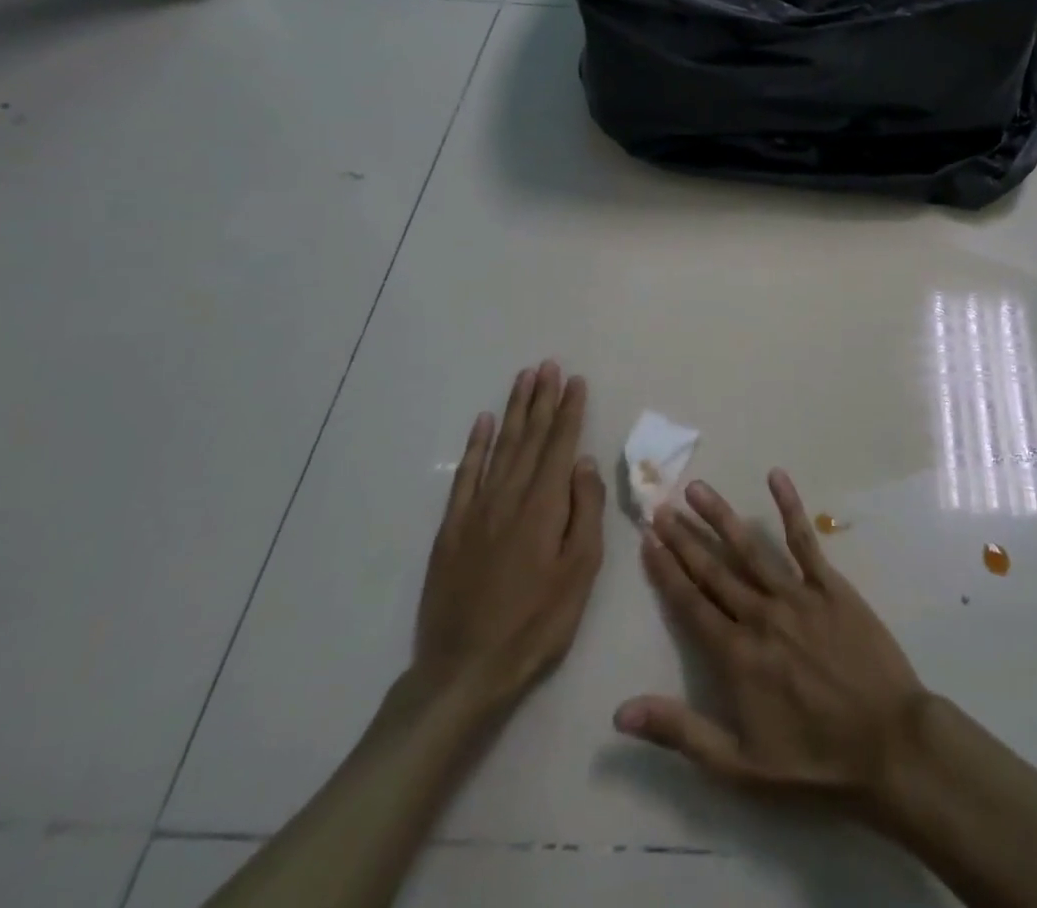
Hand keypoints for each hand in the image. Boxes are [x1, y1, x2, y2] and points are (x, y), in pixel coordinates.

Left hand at [412, 361, 604, 719]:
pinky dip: (475, 446)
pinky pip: (465, 475)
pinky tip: (483, 423)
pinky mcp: (451, 529)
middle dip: (542, 399)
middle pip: (529, 437)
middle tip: (549, 366)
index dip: (569, 410)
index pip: (560, 444)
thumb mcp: (579, 571)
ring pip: (499, 447)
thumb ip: (584, 511)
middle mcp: (509, 496)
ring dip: (513, 410)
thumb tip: (584, 462)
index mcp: (544, 505)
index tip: (576, 380)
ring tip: (524, 379)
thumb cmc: (536, 623)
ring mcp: (476, 510)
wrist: (465, 670)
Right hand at [614, 469, 929, 811]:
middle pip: (714, 569)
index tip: (647, 539)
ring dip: (721, 517)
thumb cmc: (813, 761)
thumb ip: (680, 732)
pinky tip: (776, 476)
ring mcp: (797, 595)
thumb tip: (620, 712)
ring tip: (697, 489)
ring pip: (750, 548)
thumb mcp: (739, 765)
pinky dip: (789, 507)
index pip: (690, 603)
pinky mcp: (831, 585)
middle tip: (660, 506)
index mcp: (736, 655)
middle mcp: (760, 615)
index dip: (666, 570)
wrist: (888, 743)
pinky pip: (805, 540)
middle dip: (684, 537)